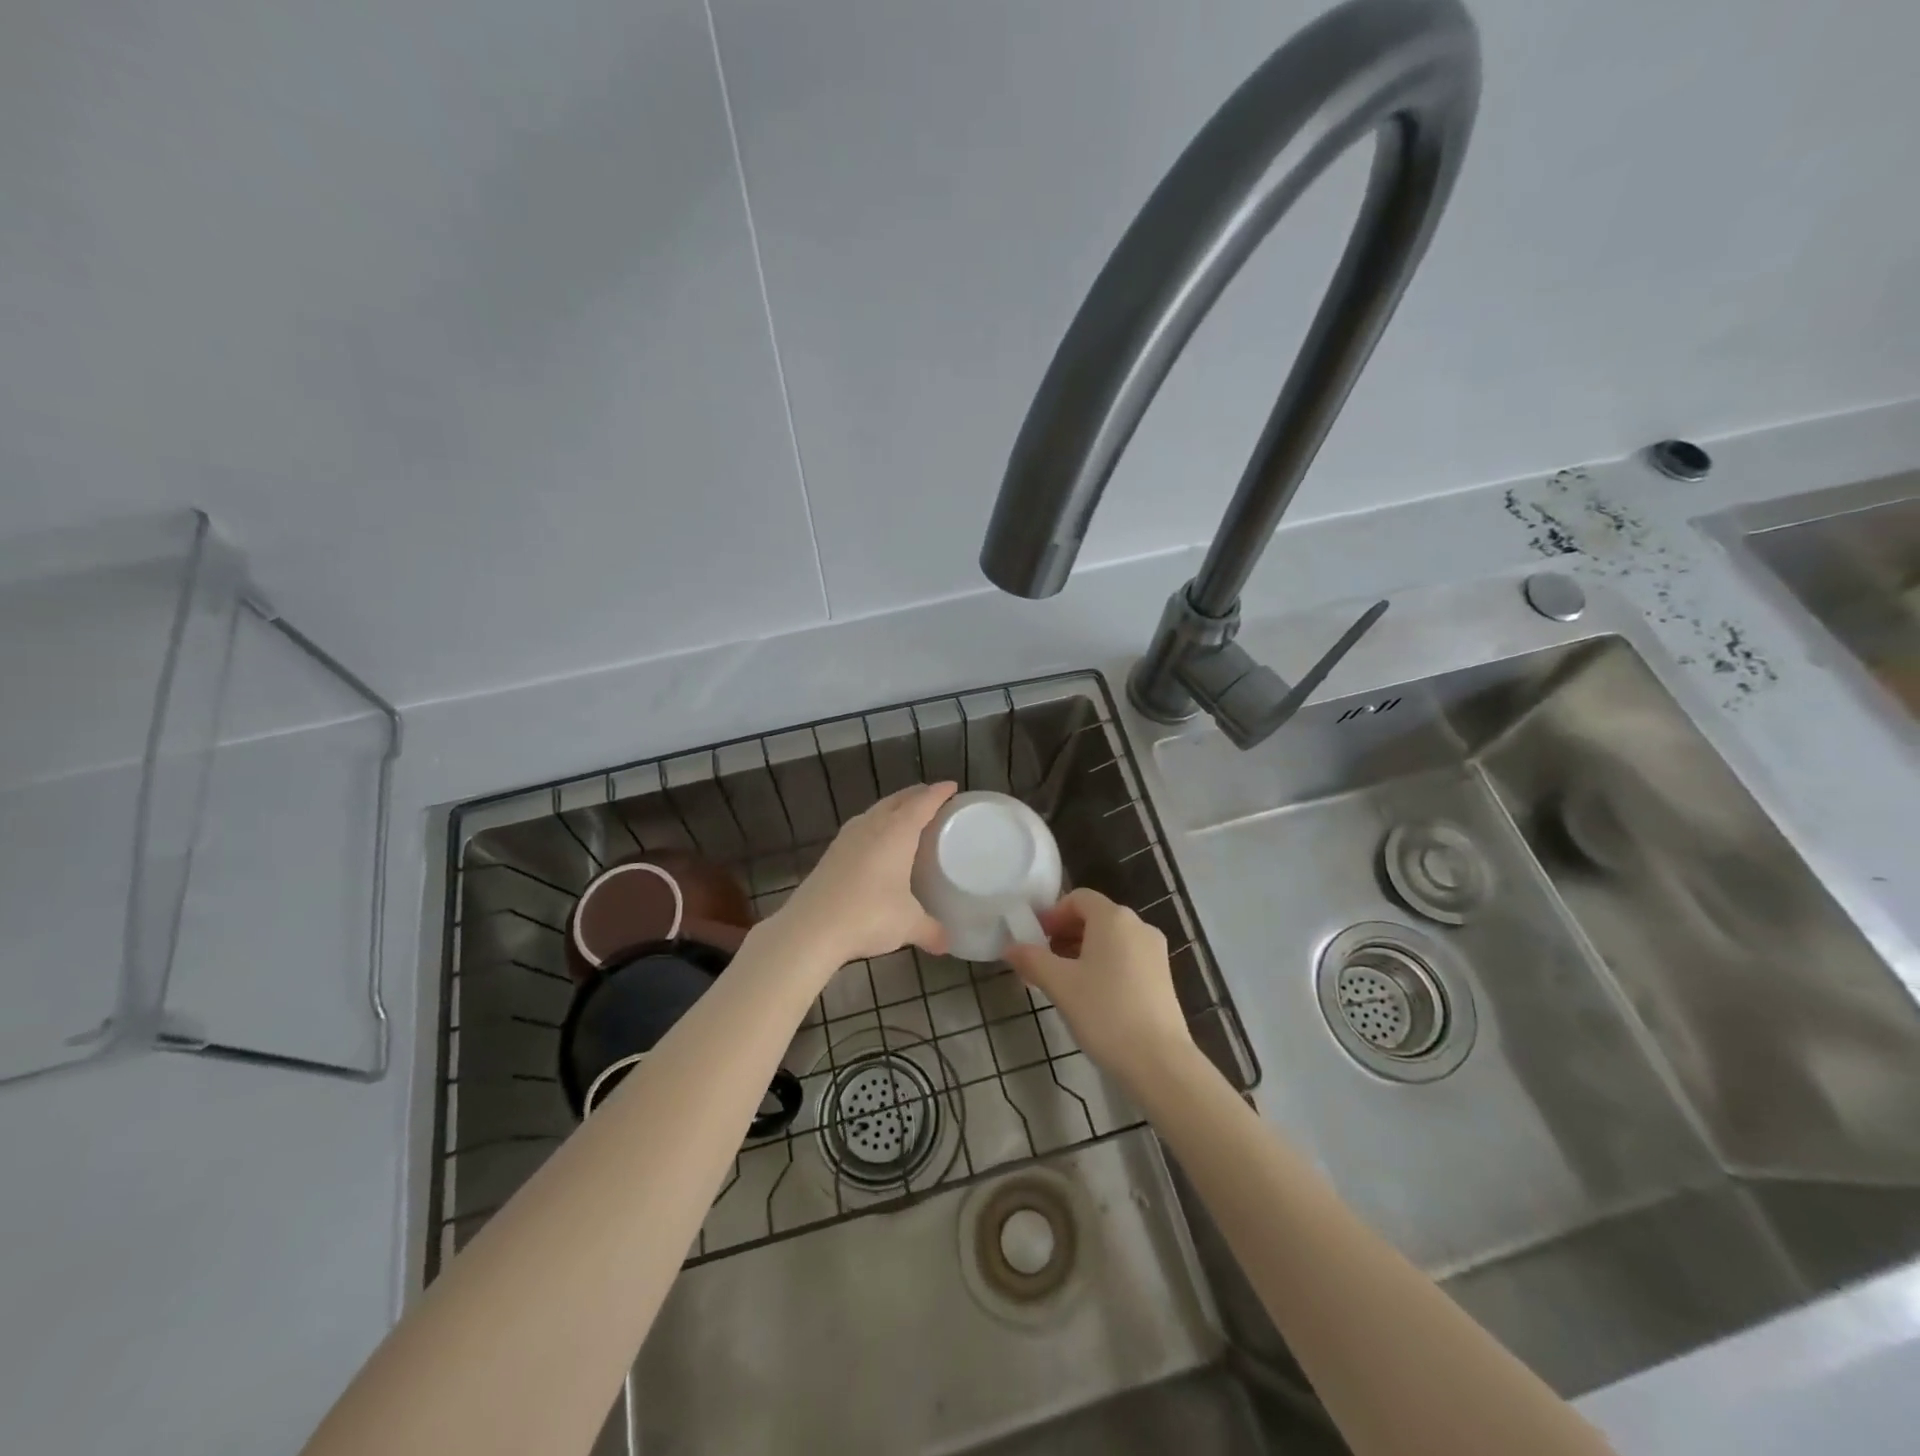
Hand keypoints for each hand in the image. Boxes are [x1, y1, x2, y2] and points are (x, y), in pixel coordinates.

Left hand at [773, 782, 956, 968]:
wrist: (810, 929)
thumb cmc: (868, 916)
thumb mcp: (908, 925)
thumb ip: (932, 931)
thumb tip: (948, 944)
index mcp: (897, 833)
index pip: (922, 803)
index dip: (938, 793)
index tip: (952, 786)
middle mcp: (872, 826)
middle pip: (897, 800)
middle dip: (916, 795)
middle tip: (933, 798)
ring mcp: (847, 838)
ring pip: (875, 811)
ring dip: (893, 807)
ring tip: (905, 815)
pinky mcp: (831, 853)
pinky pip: (860, 826)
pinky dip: (875, 824)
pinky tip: (875, 840)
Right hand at [1004, 888, 1194, 1089]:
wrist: (1159, 1061)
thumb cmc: (1104, 1012)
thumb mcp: (1060, 984)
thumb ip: (1032, 960)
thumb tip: (1009, 947)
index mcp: (1114, 918)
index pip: (1078, 898)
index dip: (1052, 914)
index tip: (1034, 939)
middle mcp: (1138, 926)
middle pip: (1095, 917)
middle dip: (1065, 933)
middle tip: (1042, 961)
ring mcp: (1154, 951)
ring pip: (1111, 939)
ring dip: (1082, 950)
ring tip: (1062, 980)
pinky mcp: (1162, 976)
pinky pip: (1126, 957)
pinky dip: (1104, 964)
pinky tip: (1090, 994)